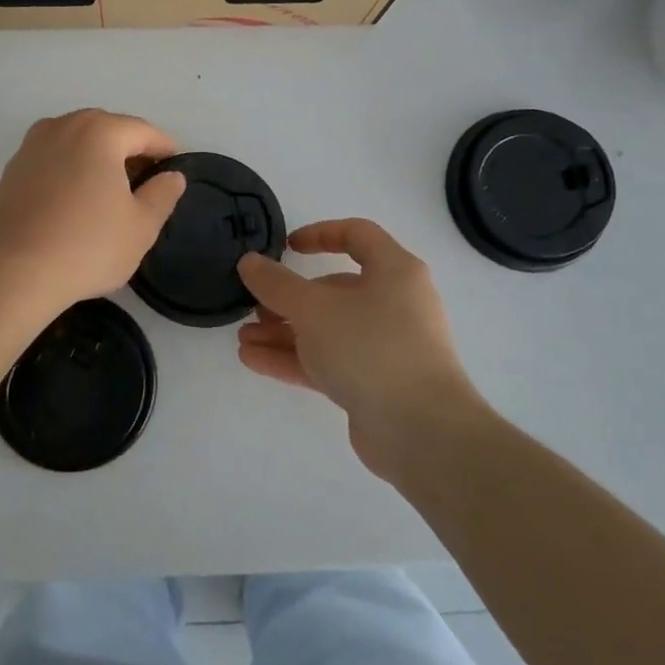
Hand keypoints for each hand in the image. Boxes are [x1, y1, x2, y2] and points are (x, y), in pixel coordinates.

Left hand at [0, 110, 186, 316]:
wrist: (9, 273)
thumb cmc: (86, 246)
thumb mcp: (140, 226)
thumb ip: (162, 195)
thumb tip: (172, 176)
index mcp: (99, 131)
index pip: (144, 131)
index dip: (165, 150)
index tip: (175, 172)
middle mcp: (63, 126)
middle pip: (109, 131)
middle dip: (130, 153)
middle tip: (146, 186)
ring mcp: (31, 145)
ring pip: (78, 144)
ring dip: (99, 162)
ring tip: (112, 197)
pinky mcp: (11, 169)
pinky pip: (54, 160)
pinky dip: (72, 172)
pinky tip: (77, 204)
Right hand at [236, 219, 487, 479]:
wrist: (420, 430)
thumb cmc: (371, 347)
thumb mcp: (314, 308)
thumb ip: (276, 283)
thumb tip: (249, 262)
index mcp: (394, 271)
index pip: (357, 235)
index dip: (320, 234)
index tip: (286, 246)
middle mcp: (395, 304)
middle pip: (335, 290)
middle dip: (289, 298)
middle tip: (254, 306)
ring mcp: (386, 347)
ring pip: (328, 330)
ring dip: (284, 332)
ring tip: (244, 339)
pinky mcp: (375, 383)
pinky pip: (329, 361)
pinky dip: (294, 359)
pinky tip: (254, 360)